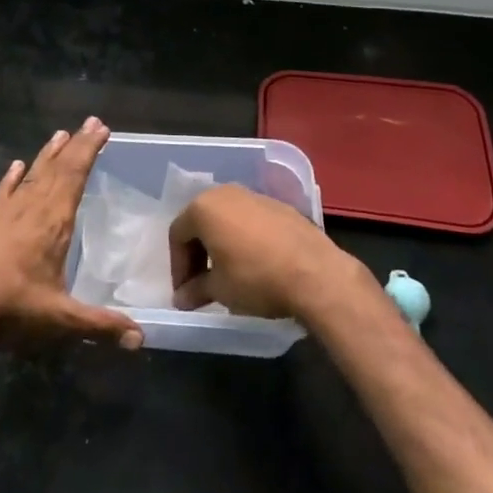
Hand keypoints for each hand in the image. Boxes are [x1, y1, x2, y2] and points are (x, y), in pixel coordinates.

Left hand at [0, 117, 142, 349]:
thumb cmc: (10, 309)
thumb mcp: (61, 320)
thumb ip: (101, 325)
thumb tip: (141, 338)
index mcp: (53, 222)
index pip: (75, 176)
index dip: (89, 151)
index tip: (101, 128)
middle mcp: (31, 207)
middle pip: (57, 168)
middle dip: (76, 145)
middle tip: (90, 122)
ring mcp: (5, 212)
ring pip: (32, 174)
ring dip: (48, 155)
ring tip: (61, 134)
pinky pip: (4, 191)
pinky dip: (12, 177)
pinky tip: (15, 165)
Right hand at [170, 184, 367, 320]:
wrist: (315, 273)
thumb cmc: (256, 278)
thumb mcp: (219, 289)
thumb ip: (195, 290)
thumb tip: (181, 299)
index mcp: (203, 207)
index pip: (177, 235)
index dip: (177, 266)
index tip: (184, 292)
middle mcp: (225, 193)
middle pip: (201, 222)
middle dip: (197, 253)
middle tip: (201, 283)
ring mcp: (254, 196)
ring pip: (226, 219)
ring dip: (220, 244)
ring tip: (227, 274)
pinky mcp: (279, 205)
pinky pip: (250, 220)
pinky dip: (244, 238)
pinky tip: (254, 263)